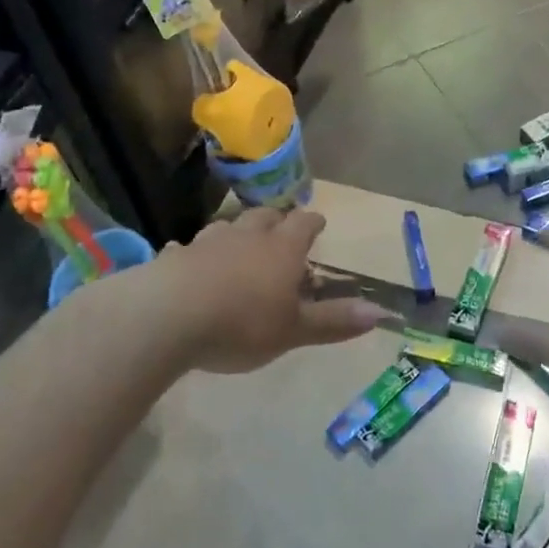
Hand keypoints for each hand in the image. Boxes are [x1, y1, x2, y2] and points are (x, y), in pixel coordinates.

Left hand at [149, 207, 390, 372]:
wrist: (167, 317)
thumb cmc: (241, 323)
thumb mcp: (294, 330)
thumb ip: (334, 320)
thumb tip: (381, 312)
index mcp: (281, 250)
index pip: (303, 224)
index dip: (312, 222)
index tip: (318, 222)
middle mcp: (246, 237)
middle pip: (265, 217)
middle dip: (276, 221)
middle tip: (280, 229)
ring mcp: (207, 243)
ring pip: (227, 227)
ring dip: (236, 233)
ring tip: (238, 244)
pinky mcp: (174, 257)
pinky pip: (187, 249)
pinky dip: (193, 254)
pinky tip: (188, 263)